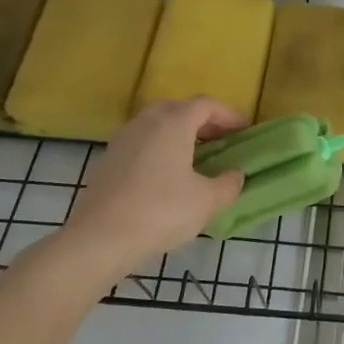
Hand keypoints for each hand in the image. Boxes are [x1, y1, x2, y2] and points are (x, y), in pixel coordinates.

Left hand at [53, 99, 247, 273]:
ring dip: (178, 136)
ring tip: (195, 160)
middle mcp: (145, 123)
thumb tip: (235, 175)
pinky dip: (159, 151)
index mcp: (173, 123)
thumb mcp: (208, 201)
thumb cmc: (161, 212)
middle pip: (178, 109)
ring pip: (156, 126)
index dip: (228, 115)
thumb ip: (229, 184)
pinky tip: (166, 177)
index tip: (244, 131)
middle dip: (202, 122)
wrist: (100, 239)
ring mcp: (121, 140)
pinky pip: (141, 144)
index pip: (205, 105)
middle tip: (220, 142)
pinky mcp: (107, 161)